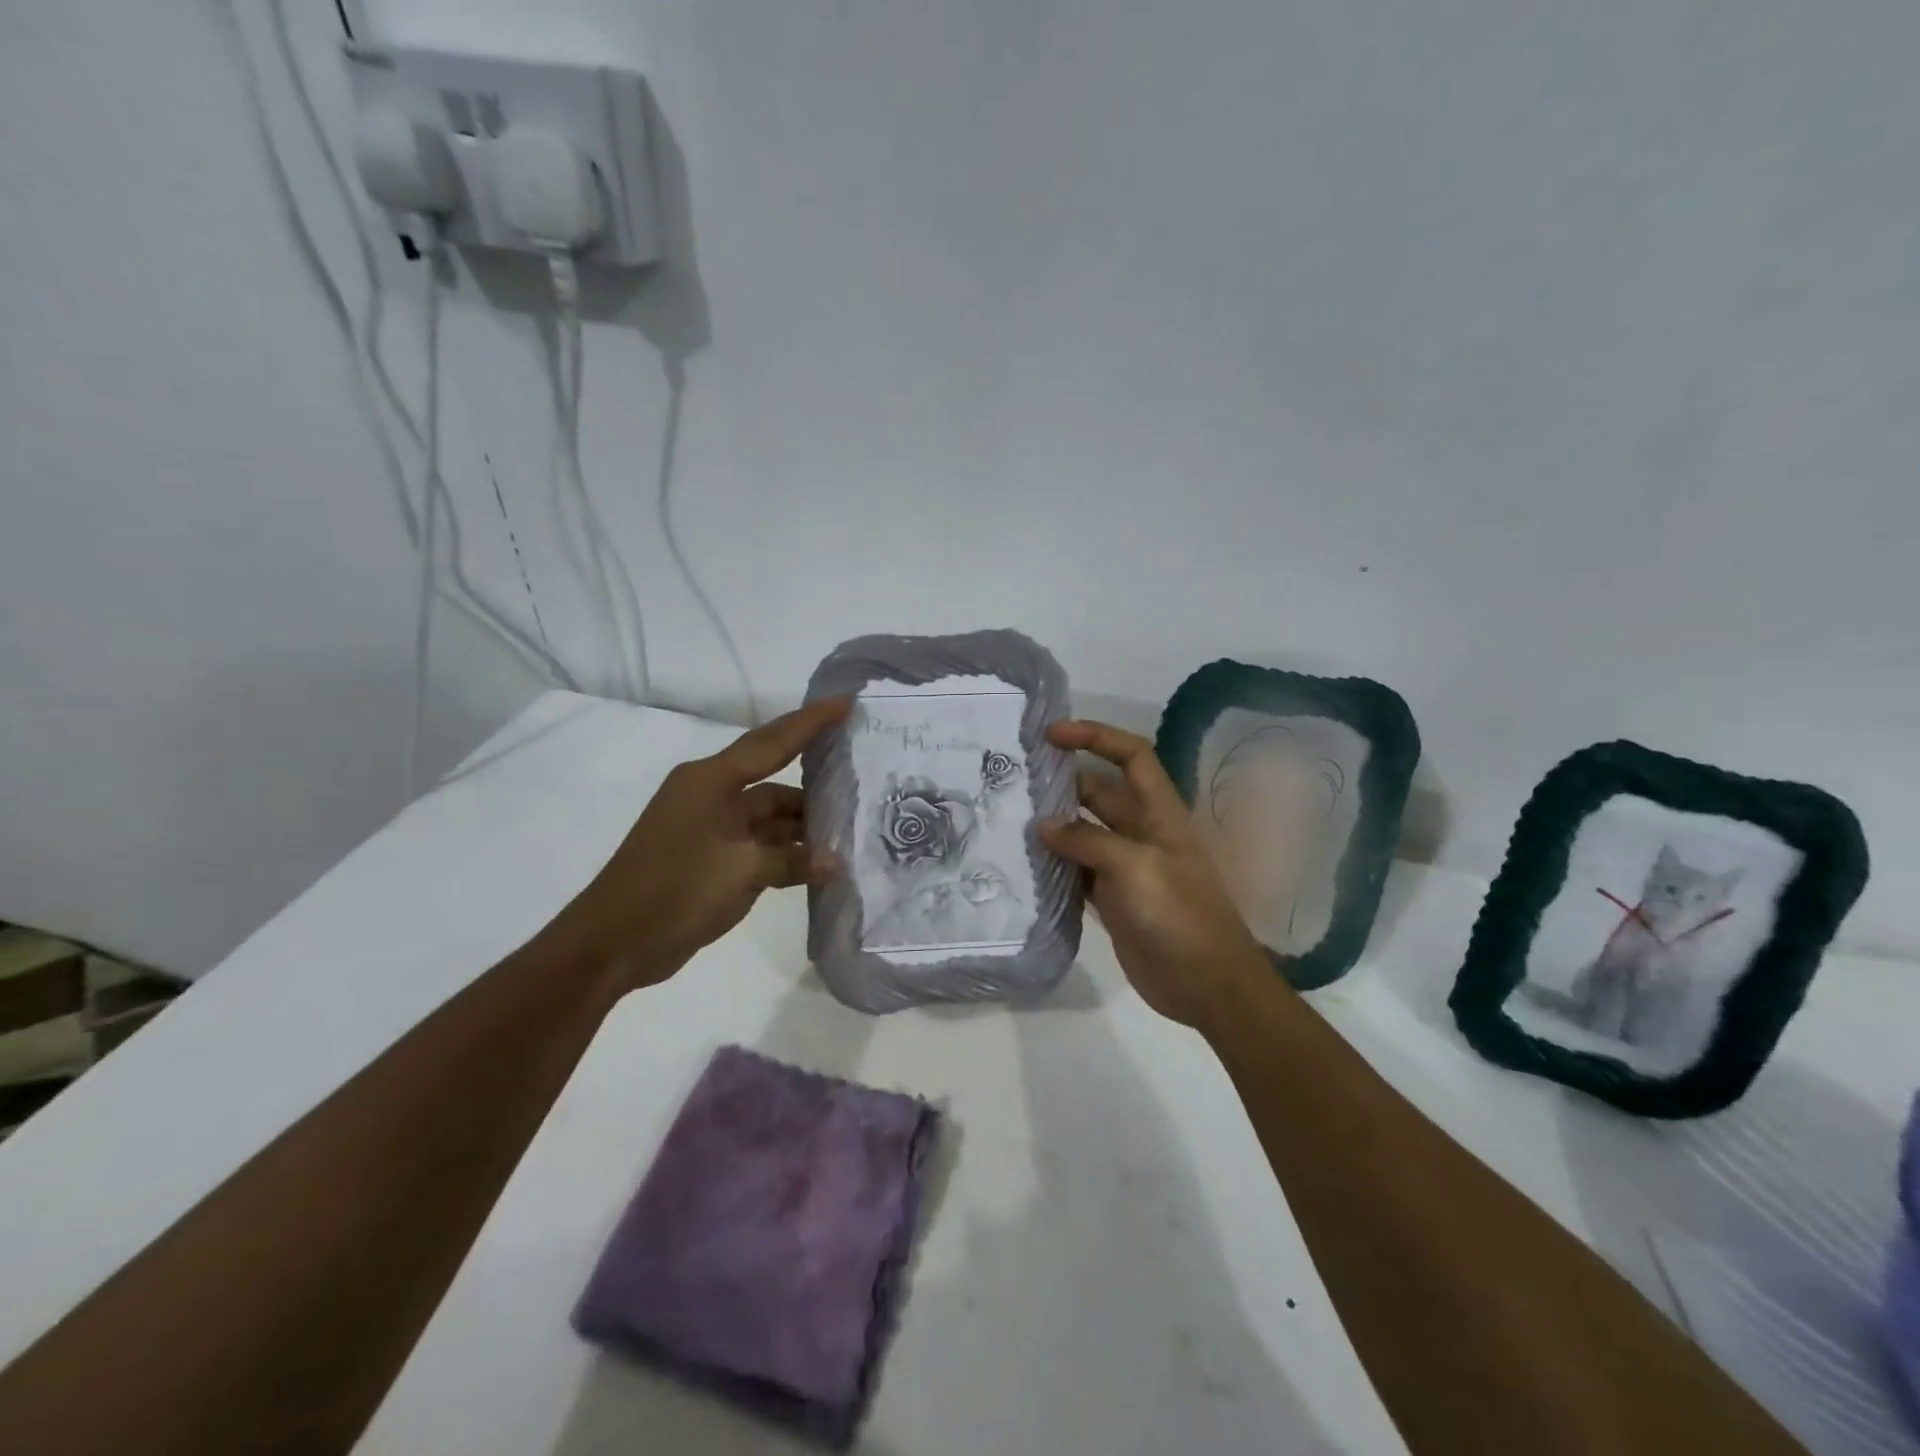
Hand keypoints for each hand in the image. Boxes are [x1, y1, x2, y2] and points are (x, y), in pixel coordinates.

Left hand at [558, 697, 850, 986]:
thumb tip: (836, 862)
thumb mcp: (740, 873)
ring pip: (770, 817)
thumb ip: (793, 862)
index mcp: (710, 781)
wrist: (611, 944)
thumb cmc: (673, 892)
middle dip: (816, 784)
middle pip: (774, 781)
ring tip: (851, 829)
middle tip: (862, 777)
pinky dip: (787, 853)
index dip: (811, 722)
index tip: (846, 703)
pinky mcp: (713, 858)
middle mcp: (712, 796)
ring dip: (804, 827)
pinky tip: (821, 863)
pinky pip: (760, 845)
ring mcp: (712, 829)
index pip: (771, 743)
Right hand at [1039, 721, 1272, 1033]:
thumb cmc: (1180, 915)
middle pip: (1099, 792)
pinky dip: (1054, 864)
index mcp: (1159, 813)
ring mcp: (1125, 866)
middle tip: (1014, 780)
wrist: (1207, 984)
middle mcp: (1141, 832)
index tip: (1052, 735)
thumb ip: (1088, 841)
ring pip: (1083, 831)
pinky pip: (1077, 870)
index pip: (1131, 756)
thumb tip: (1043, 825)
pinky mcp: (1112, 898)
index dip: (1096, 737)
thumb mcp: (1136, 868)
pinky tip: (1025, 864)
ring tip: (1009, 817)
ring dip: (1053, 824)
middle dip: (1063, 781)